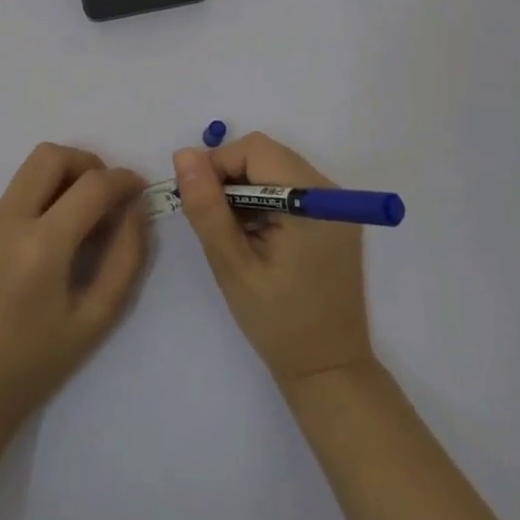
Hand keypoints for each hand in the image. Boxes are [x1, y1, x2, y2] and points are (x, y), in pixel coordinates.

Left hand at [0, 143, 149, 432]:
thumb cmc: (36, 364)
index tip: (141, 190)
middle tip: (109, 195)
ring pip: (32, 168)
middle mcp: (10, 221)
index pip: (91, 185)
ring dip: (66, 174)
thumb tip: (136, 210)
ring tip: (87, 213)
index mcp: (41, 245)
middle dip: (89, 163)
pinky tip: (59, 233)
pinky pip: (19, 191)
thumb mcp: (96, 318)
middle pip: (51, 156)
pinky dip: (46, 192)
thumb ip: (125, 258)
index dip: (123, 180)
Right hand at [174, 132, 373, 389]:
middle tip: (212, 220)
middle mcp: (330, 191)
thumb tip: (184, 155)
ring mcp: (335, 205)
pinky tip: (255, 236)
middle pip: (267, 155)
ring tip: (234, 233)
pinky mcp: (333, 218)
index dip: (219, 164)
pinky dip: (264, 200)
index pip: (256, 150)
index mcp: (310, 200)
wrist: (329, 370)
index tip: (197, 200)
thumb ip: (207, 208)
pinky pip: (290, 187)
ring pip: (276, 168)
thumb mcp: (232, 265)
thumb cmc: (277, 322)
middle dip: (230, 176)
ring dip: (246, 189)